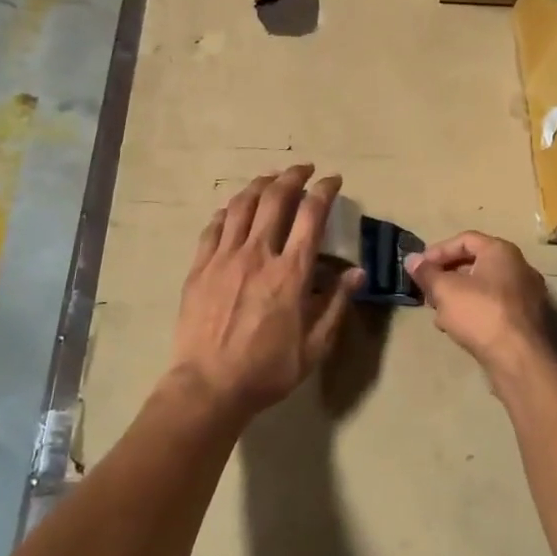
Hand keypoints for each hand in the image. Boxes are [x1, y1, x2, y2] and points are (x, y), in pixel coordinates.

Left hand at [170, 165, 363, 418]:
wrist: (208, 386)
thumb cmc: (266, 370)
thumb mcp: (314, 346)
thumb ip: (336, 305)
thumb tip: (357, 273)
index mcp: (289, 273)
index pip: (311, 216)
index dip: (324, 191)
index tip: (333, 180)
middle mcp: (257, 254)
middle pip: (275, 199)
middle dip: (292, 176)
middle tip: (303, 169)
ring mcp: (223, 257)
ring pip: (241, 205)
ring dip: (259, 185)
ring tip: (270, 179)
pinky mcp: (199, 267)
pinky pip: (213, 227)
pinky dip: (227, 211)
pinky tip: (233, 209)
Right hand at [407, 232, 554, 387]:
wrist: (520, 360)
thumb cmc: (480, 314)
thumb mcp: (445, 290)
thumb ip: (426, 273)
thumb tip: (411, 259)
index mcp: (502, 252)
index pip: (465, 240)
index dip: (438, 251)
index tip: (419, 268)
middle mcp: (519, 268)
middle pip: (475, 264)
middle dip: (446, 277)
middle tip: (427, 292)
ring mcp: (527, 295)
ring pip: (483, 288)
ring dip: (457, 297)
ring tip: (439, 314)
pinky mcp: (527, 320)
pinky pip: (495, 307)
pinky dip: (474, 311)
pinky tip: (458, 329)